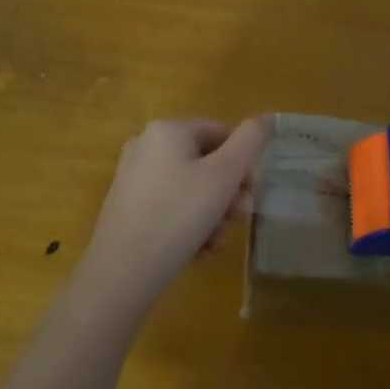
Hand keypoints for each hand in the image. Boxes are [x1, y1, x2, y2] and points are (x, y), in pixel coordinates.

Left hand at [78, 116, 272, 306]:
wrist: (123, 270)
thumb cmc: (178, 215)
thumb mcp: (224, 176)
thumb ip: (250, 142)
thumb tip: (266, 118)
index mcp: (168, 130)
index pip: (222, 133)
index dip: (244, 164)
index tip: (253, 196)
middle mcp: (147, 146)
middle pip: (207, 163)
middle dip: (229, 195)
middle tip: (238, 221)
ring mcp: (135, 177)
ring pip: (192, 190)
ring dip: (213, 216)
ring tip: (215, 244)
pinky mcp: (129, 207)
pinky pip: (172, 208)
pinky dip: (191, 226)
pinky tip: (199, 252)